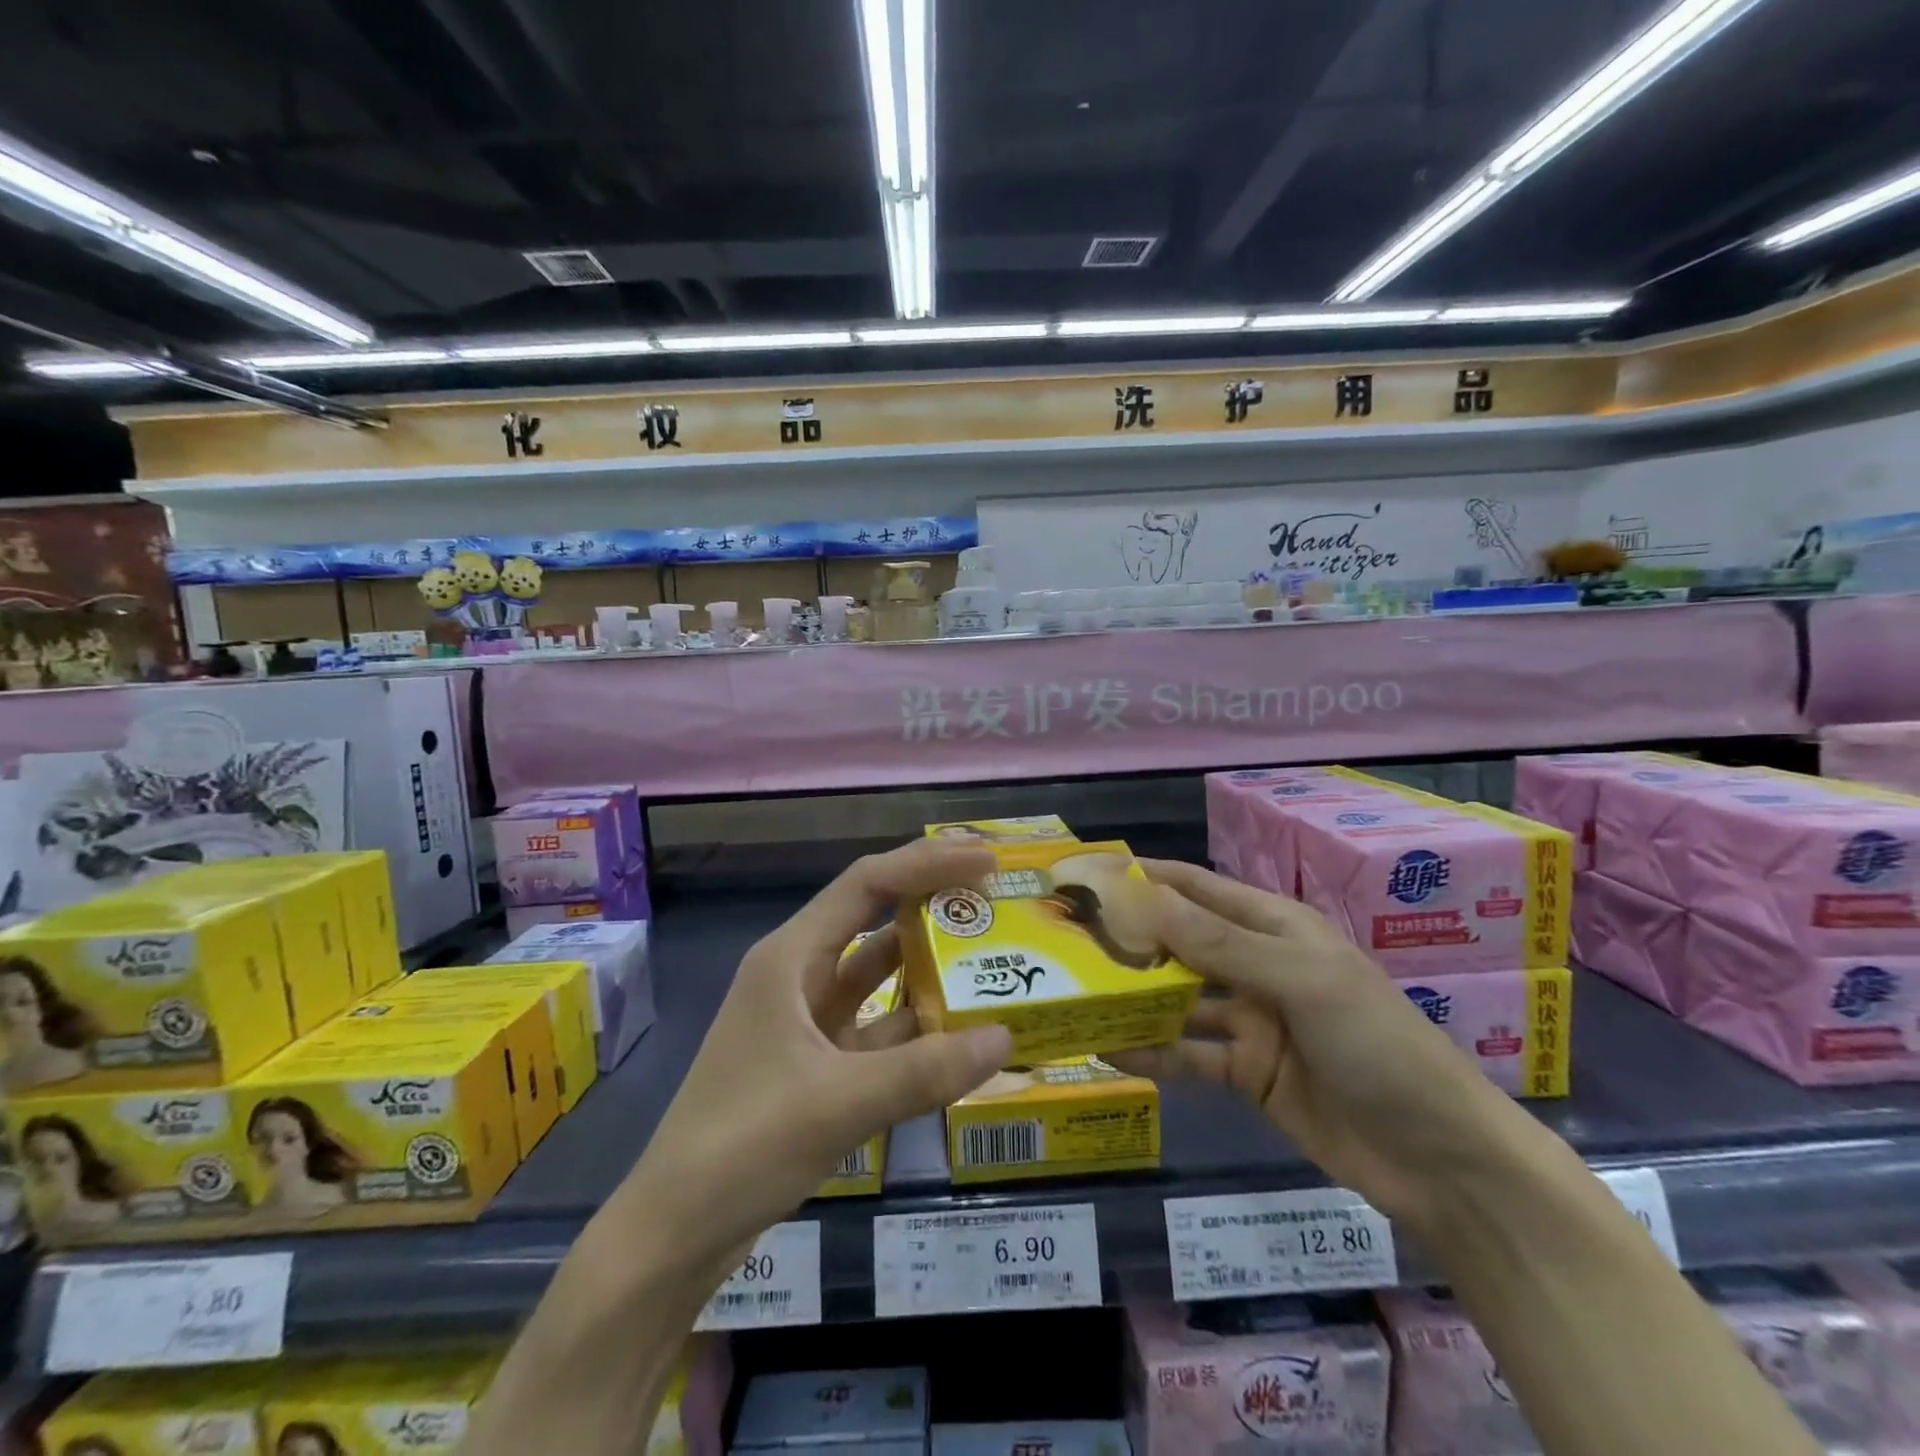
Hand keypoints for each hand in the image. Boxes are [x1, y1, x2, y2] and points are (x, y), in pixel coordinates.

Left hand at [609, 839, 1014, 1275]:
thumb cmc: (742, 1146)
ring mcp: (807, 1021)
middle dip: (933, 905)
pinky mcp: (817, 1064)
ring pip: (879, 978)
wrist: (675, 1233)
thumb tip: (1005, 1038)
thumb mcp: (838, 1103)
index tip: (986, 860)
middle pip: (874, 920)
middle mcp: (799, 976)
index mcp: (791, 958)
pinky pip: (878, 1030)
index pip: (866, 884)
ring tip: (993, 958)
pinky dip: (917, 1028)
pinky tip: (963, 1034)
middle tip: (997, 900)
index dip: (927, 863)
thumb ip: (924, 1071)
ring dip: (929, 968)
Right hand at [1110, 859, 1547, 1234]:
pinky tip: (1106, 1049)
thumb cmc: (1377, 1044)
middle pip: (1179, 943)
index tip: (1089, 875)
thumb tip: (1143, 899)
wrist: (1440, 1160)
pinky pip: (1188, 1054)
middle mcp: (1255, 964)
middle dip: (1128, 938)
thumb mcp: (1300, 980)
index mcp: (1273, 926)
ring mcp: (1249, 1020)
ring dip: (1132, 996)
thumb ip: (1219, 944)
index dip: (1146, 877)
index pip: (1197, 887)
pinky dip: (1151, 1052)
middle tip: (1065, 939)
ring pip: (1177, 999)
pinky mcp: (1245, 1072)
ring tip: (1074, 992)